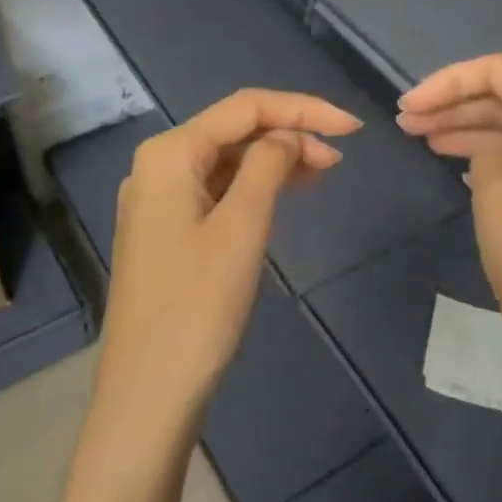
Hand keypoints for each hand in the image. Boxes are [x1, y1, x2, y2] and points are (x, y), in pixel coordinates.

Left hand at [97, 89, 361, 438]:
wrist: (149, 393)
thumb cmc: (197, 305)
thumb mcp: (242, 226)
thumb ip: (269, 165)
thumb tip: (289, 136)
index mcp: (170, 153)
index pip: (244, 108)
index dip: (302, 109)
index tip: (352, 127)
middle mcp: (158, 165)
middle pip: (234, 129)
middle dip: (289, 133)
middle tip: (340, 157)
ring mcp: (159, 199)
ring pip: (227, 160)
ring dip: (275, 159)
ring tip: (324, 171)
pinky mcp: (167, 229)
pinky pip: (217, 189)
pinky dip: (254, 186)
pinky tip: (286, 192)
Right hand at [396, 54, 501, 403]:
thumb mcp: (499, 200)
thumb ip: (487, 156)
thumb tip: (491, 153)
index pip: (501, 72)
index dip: (450, 80)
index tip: (409, 105)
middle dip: (454, 103)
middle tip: (405, 123)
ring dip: (468, 130)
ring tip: (423, 140)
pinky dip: (489, 158)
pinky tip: (462, 170)